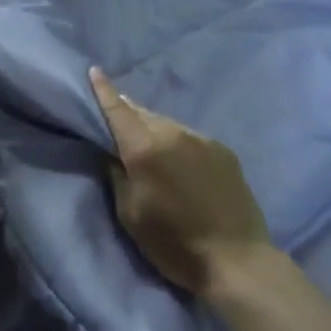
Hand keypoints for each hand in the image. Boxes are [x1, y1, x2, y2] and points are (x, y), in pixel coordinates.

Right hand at [89, 66, 276, 299]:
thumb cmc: (174, 244)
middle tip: (114, 115)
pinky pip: (189, 137)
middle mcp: (175, 134)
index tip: (94, 70)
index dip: (104, 91)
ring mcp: (203, 140)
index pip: (118, 111)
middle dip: (126, 111)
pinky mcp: (224, 151)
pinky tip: (177, 161)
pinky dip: (176, 142)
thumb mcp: (131, 215)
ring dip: (152, 128)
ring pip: (167, 124)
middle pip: (143, 114)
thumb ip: (118, 176)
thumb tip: (112, 153)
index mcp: (146, 149)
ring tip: (145, 142)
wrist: (237, 260)